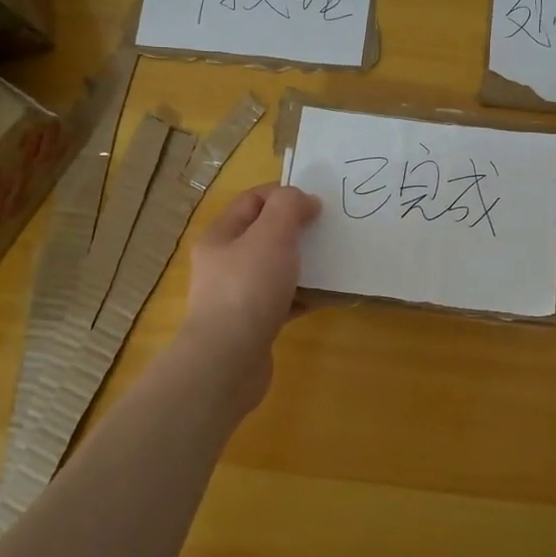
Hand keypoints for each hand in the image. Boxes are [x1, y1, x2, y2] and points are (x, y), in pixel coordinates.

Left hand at [183, 183, 320, 364]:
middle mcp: (224, 263)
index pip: (252, 200)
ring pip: (276, 268)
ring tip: (334, 261)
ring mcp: (237, 296)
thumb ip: (289, 207)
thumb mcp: (271, 234)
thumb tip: (304, 201)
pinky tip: (327, 296)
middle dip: (297, 229)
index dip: (284, 194)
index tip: (317, 203)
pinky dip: (304, 295)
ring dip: (304, 263)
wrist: (228, 362)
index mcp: (221, 236)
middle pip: (265, 234)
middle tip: (329, 230)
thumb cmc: (248, 289)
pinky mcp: (253, 324)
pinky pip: (283, 300)